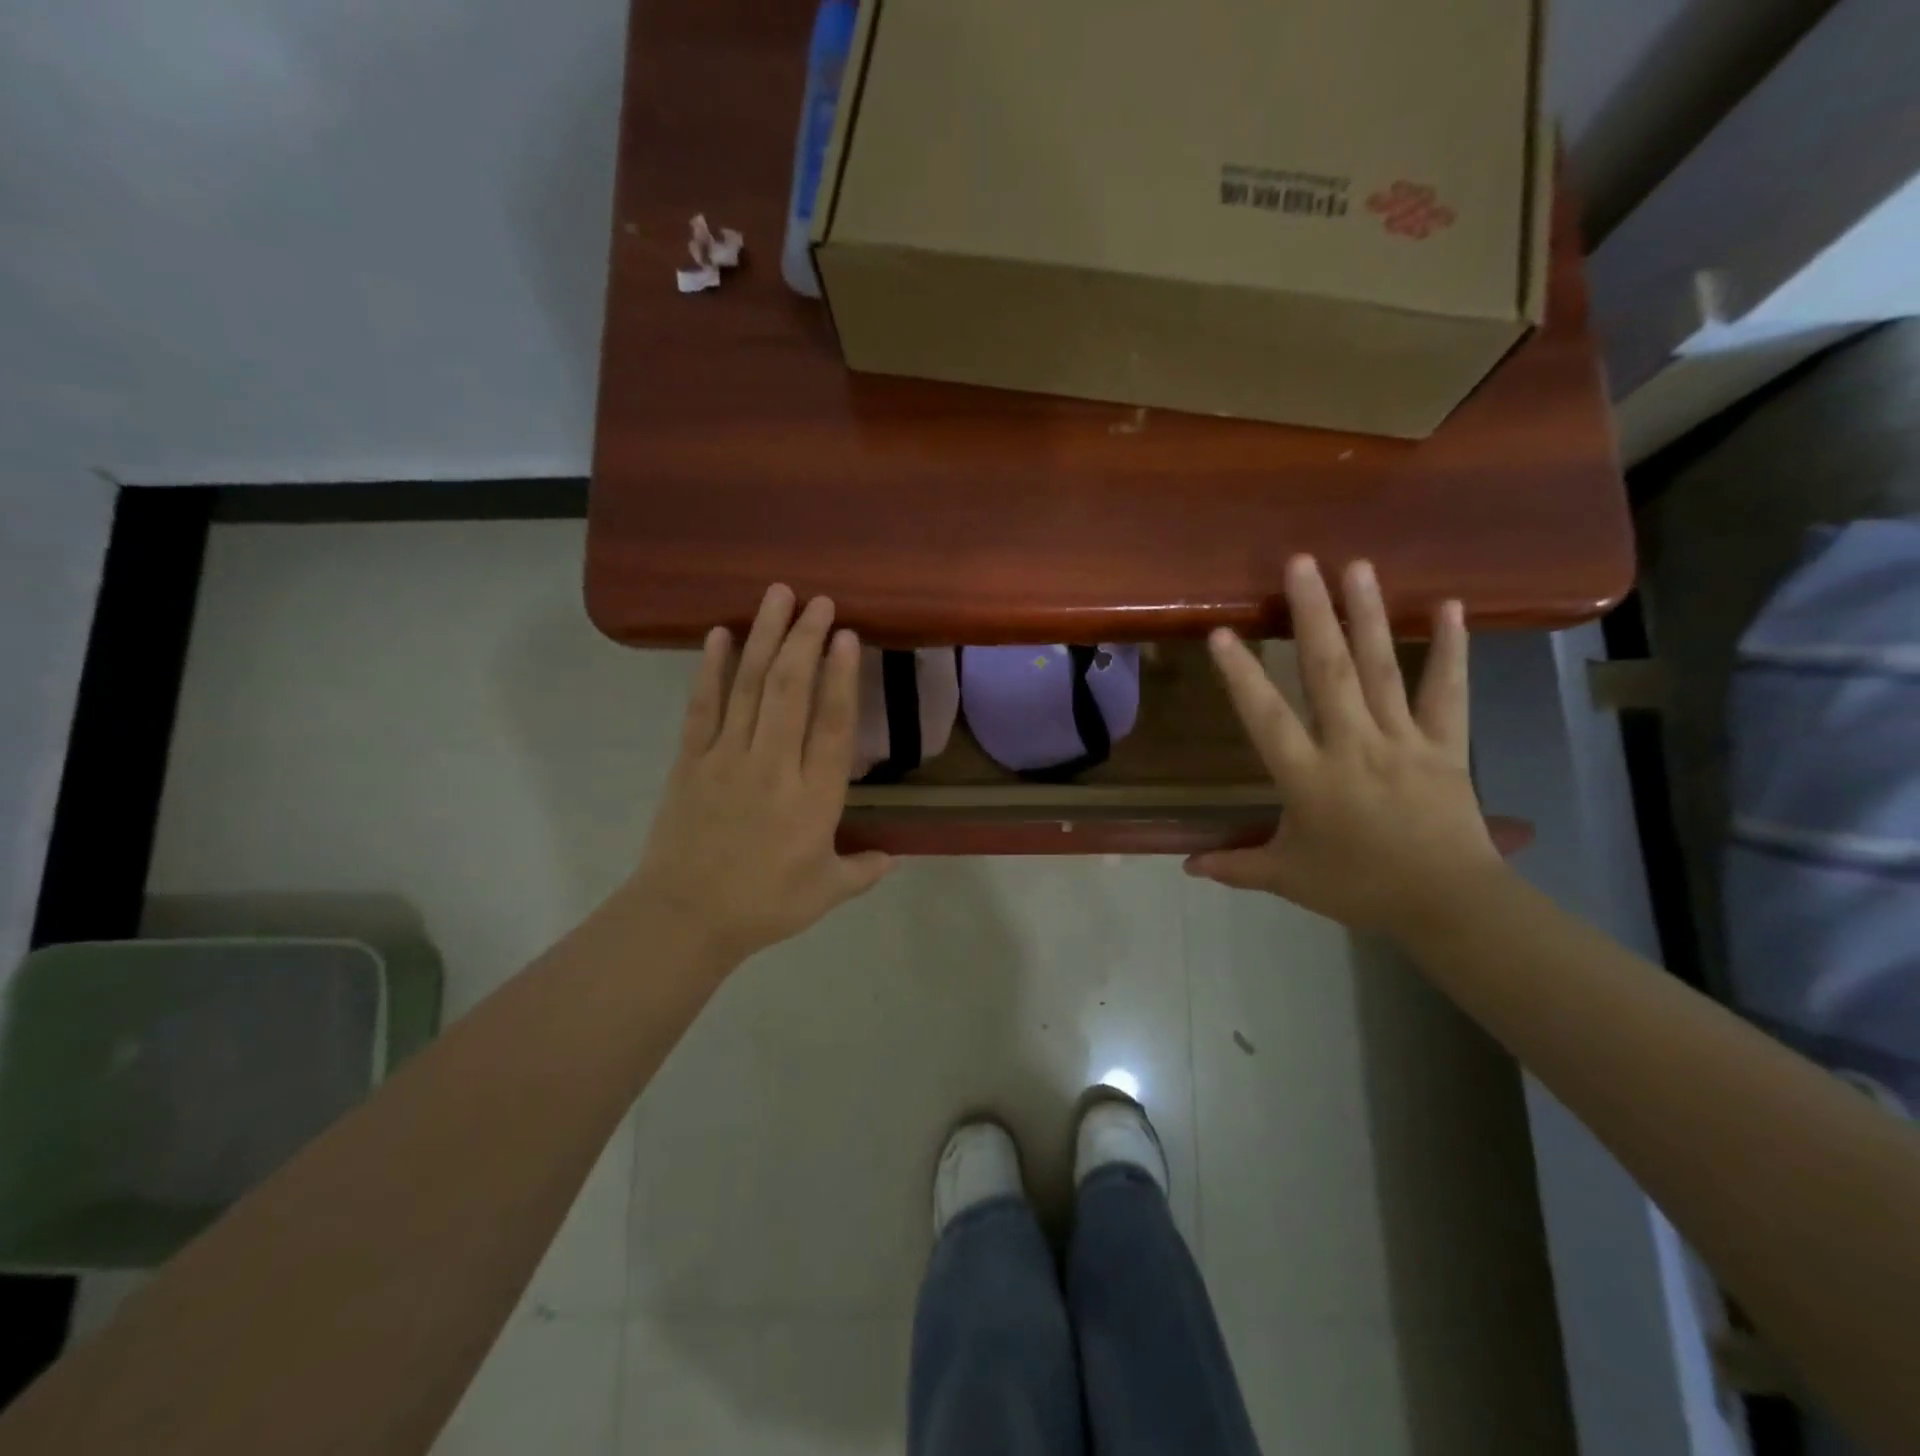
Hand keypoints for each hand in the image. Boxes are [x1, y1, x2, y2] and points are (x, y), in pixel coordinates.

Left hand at [624, 585, 891, 967]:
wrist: (684, 917)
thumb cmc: (763, 906)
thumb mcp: (827, 893)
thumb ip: (863, 869)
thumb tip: (893, 857)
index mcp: (813, 798)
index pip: (831, 724)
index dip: (841, 676)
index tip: (847, 635)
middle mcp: (772, 766)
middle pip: (789, 690)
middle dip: (805, 639)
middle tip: (818, 600)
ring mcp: (727, 758)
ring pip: (749, 686)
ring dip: (765, 637)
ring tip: (777, 596)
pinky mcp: (691, 760)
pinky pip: (702, 706)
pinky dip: (710, 668)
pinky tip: (718, 634)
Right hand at [1186, 556, 1508, 937]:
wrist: (1448, 904)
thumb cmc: (1359, 887)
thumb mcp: (1287, 877)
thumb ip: (1235, 866)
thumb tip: (1186, 868)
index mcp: (1308, 777)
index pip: (1266, 718)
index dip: (1242, 676)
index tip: (1222, 633)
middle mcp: (1353, 746)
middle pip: (1329, 673)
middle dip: (1312, 616)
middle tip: (1301, 563)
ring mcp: (1402, 741)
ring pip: (1382, 671)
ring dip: (1368, 615)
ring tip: (1357, 566)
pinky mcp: (1446, 745)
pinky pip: (1448, 692)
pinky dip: (1451, 649)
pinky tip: (1449, 606)